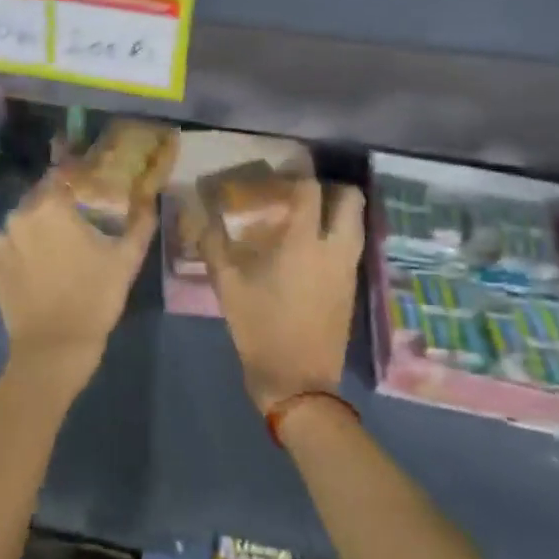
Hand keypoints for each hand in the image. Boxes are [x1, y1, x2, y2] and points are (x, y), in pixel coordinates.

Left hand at [0, 172, 155, 395]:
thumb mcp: (127, 260)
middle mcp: (20, 216)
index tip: (89, 191)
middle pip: (40, 199)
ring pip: (23, 223)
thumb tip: (150, 204)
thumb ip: (140, 225)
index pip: (60, 177)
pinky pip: (11, 247)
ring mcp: (1, 242)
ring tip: (58, 248)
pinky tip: (40, 268)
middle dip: (57, 206)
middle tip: (78, 223)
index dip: (75, 180)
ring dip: (38, 228)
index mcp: (51, 207)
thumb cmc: (94, 297)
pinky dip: (23, 250)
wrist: (53, 349)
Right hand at [201, 178, 365, 410]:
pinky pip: (351, 245)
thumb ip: (214, 245)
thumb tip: (202, 217)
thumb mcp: (228, 286)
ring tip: (304, 218)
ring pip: (356, 222)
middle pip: (350, 199)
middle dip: (328, 188)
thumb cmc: (261, 329)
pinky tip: (308, 248)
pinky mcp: (351, 287)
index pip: (310, 189)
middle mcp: (335, 249)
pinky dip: (336, 234)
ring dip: (336, 211)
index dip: (293, 175)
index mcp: (304, 243)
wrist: (298, 382)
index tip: (273, 177)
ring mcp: (348, 269)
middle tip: (299, 194)